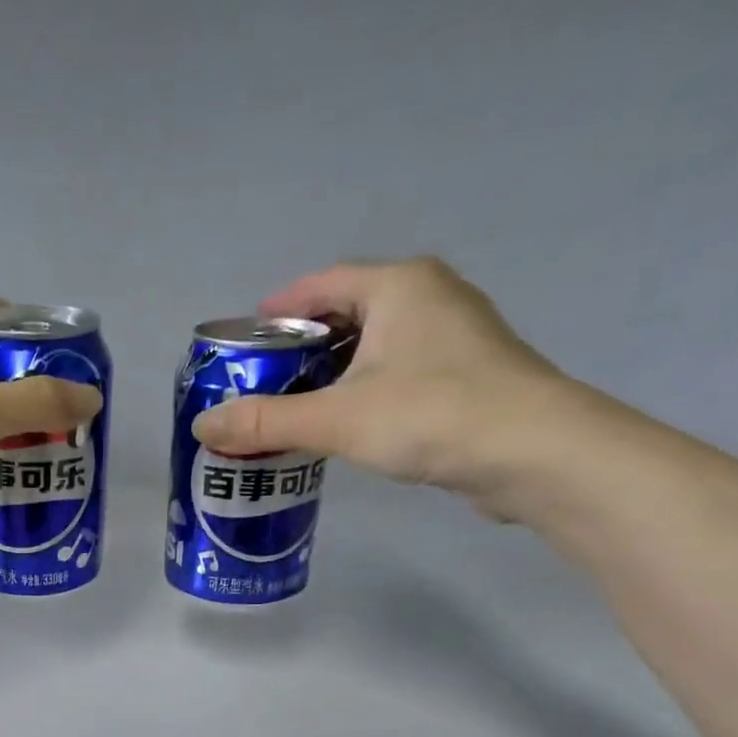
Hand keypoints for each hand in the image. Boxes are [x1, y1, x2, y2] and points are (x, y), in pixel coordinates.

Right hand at [192, 258, 590, 514]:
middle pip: (347, 312)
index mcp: (399, 285)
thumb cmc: (431, 415)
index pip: (322, 282)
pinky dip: (363, 390)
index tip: (245, 341)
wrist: (534, 454)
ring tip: (292, 407)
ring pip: (374, 345)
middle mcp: (429, 297)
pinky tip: (344, 425)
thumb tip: (203, 428)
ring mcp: (454, 336)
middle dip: (301, 346)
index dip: (279, 309)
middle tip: (261, 382)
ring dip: (332, 372)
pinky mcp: (466, 376)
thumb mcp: (336, 418)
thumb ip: (266, 422)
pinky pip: (397, 371)